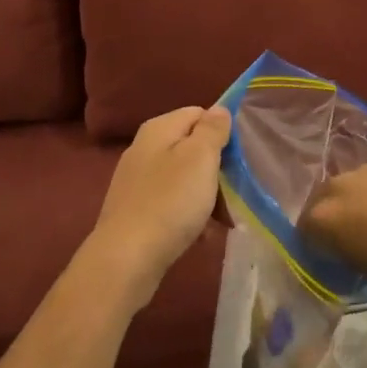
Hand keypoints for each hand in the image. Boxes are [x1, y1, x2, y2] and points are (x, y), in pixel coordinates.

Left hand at [81, 105, 231, 309]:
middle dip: (217, 170)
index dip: (222, 132)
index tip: (239, 158)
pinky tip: (201, 236)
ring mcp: (137, 181)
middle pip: (192, 148)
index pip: (198, 113)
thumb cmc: (170, 202)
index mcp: (158, 129)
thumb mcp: (199, 158)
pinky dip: (189, 216)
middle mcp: (144, 148)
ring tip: (223, 221)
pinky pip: (172, 204)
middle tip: (235, 194)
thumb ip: (212, 130)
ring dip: (207, 197)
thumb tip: (219, 109)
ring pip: (184, 179)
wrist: (127, 258)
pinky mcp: (136, 210)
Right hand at [300, 163, 366, 286]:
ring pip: (349, 188)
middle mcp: (337, 186)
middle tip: (350, 241)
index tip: (329, 259)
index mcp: (323, 216)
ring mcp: (366, 170)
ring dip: (356, 203)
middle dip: (330, 218)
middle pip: (322, 202)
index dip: (315, 246)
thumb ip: (343, 254)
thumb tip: (338, 250)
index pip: (303, 231)